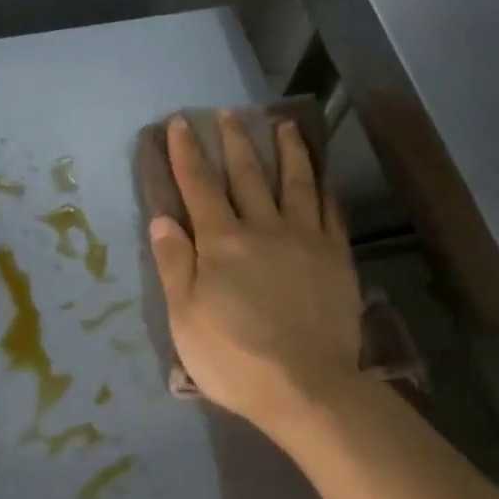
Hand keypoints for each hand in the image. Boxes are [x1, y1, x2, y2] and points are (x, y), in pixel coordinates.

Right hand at [147, 112, 363, 439]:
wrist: (306, 387)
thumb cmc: (234, 358)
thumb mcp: (185, 318)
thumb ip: (174, 264)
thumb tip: (162, 218)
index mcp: (222, 243)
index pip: (199, 186)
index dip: (187, 153)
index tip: (181, 122)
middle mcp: (263, 228)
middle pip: (247, 174)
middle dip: (234, 140)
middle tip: (229, 111)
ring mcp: (305, 239)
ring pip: (295, 182)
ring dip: (287, 150)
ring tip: (283, 124)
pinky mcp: (336, 257)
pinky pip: (330, 211)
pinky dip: (324, 187)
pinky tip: (323, 175)